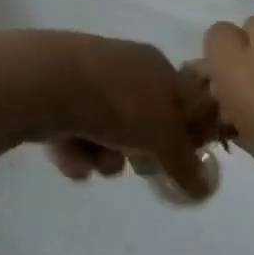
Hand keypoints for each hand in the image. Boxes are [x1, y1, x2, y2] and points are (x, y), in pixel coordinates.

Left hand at [24, 33, 211, 197]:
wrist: (51, 82)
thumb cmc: (121, 104)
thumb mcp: (164, 138)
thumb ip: (184, 164)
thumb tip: (202, 188)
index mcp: (158, 66)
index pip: (183, 101)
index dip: (184, 135)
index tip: (178, 163)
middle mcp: (124, 67)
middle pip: (142, 120)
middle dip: (139, 151)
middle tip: (136, 166)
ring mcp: (87, 79)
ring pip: (106, 130)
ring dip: (104, 156)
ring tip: (93, 162)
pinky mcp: (54, 93)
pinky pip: (73, 130)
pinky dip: (74, 149)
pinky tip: (68, 158)